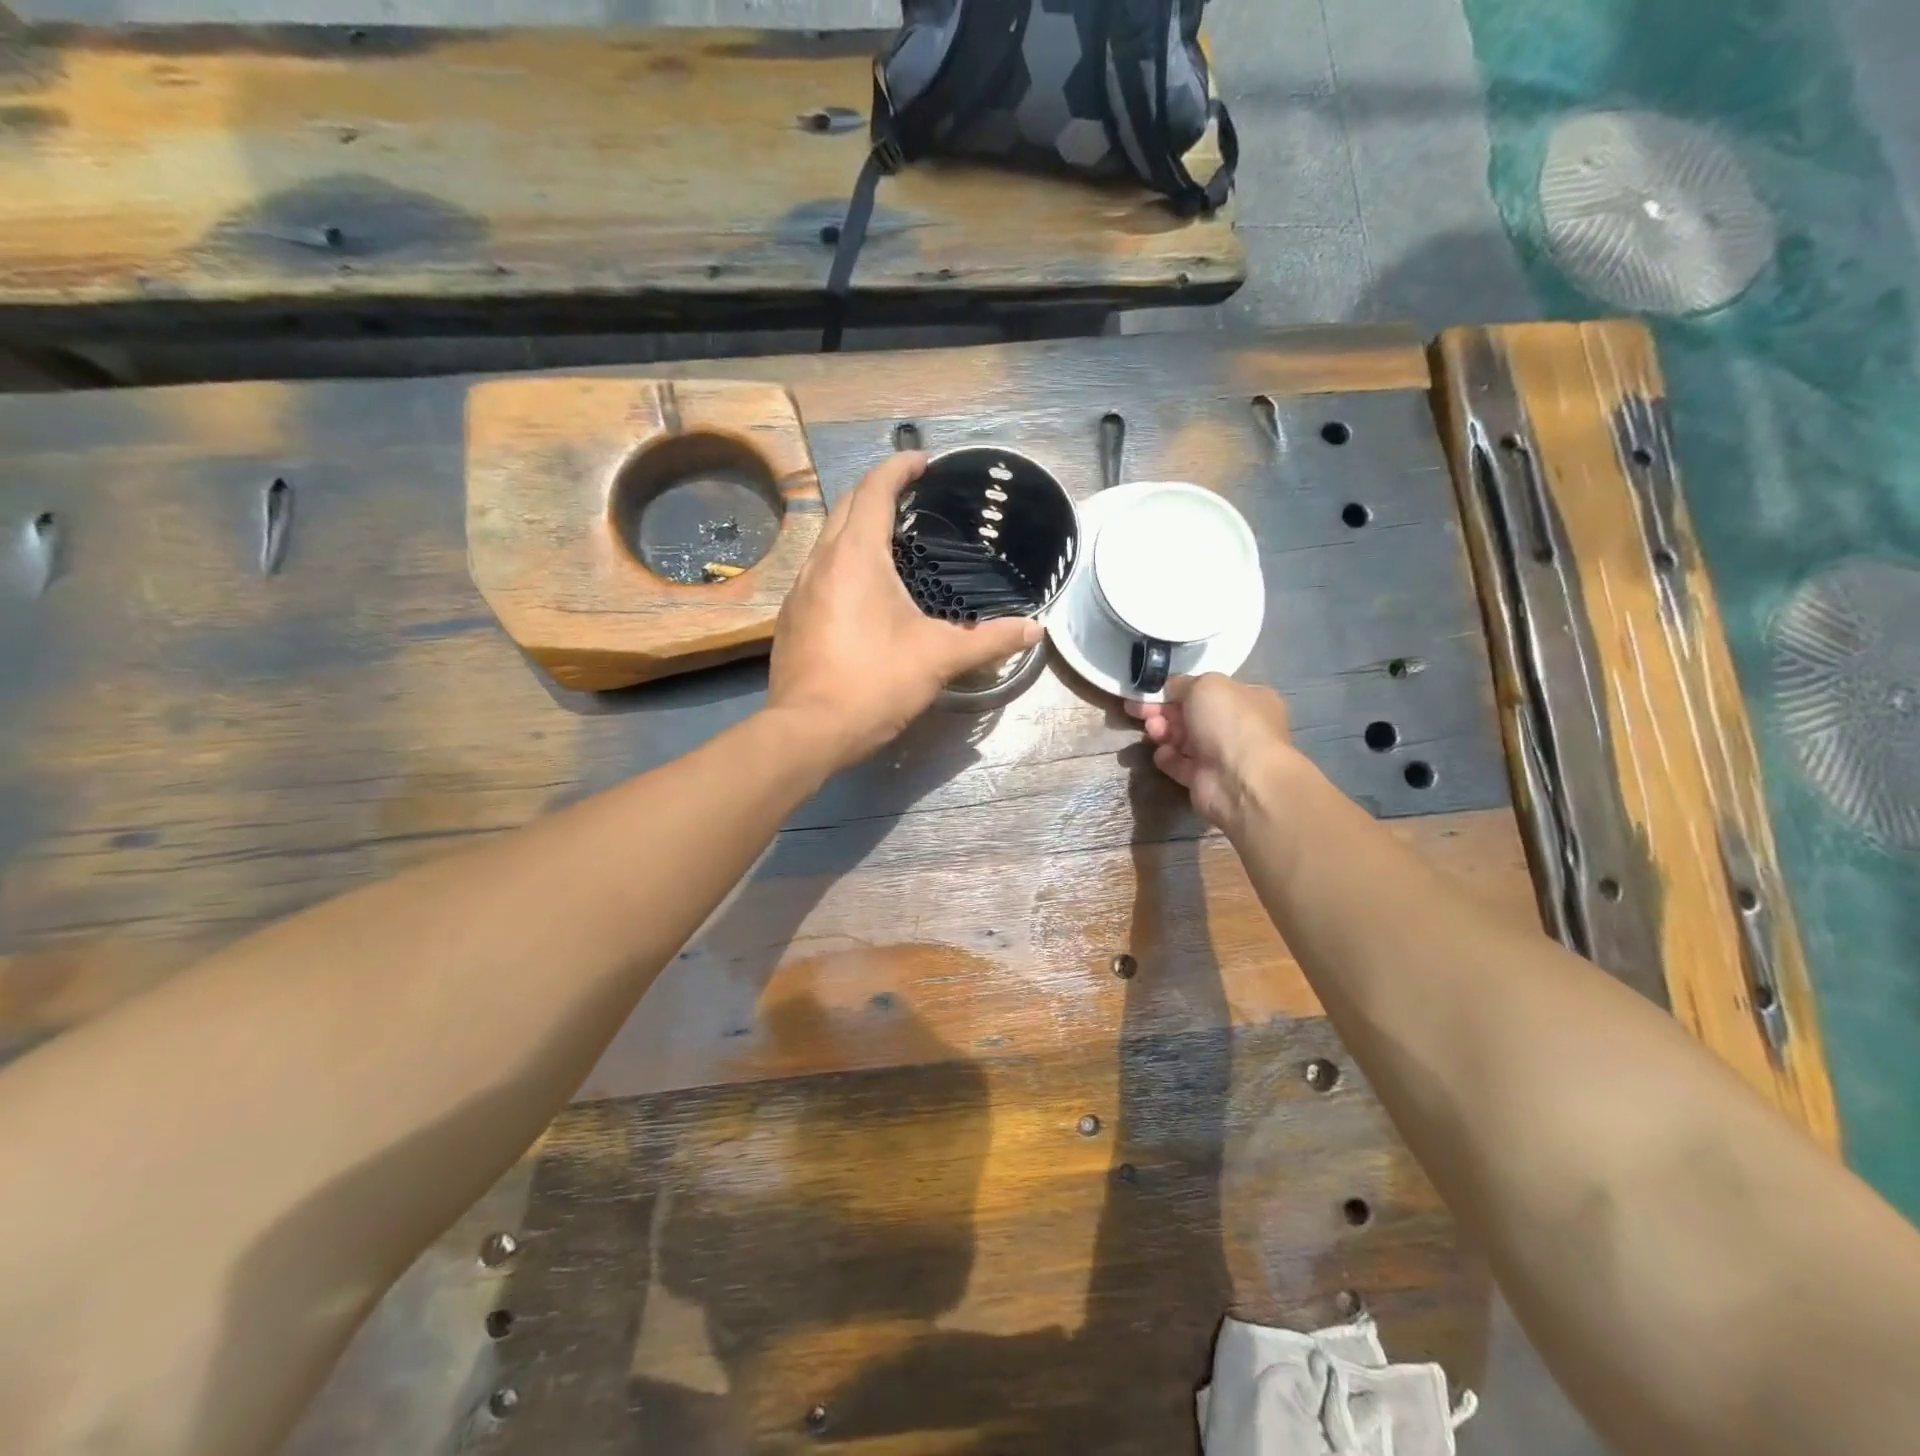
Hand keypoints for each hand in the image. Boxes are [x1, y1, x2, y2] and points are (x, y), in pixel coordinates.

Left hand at [768, 452, 1042, 769]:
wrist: (809, 731)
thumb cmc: (875, 682)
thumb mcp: (939, 658)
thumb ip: (990, 640)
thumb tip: (1036, 630)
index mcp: (855, 556)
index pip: (874, 489)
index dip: (899, 467)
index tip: (923, 462)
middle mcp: (820, 562)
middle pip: (846, 506)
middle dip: (876, 492)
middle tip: (911, 501)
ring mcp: (799, 590)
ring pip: (828, 541)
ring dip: (857, 530)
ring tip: (891, 544)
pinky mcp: (791, 619)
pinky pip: (818, 573)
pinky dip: (843, 565)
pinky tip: (863, 593)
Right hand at [1126, 674, 1300, 833]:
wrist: (1240, 778)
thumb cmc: (1229, 722)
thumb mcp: (1205, 685)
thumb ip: (1183, 683)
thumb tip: (1171, 688)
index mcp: (1245, 698)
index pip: (1206, 690)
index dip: (1176, 688)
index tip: (1150, 690)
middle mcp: (1235, 726)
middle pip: (1190, 714)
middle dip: (1163, 709)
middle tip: (1138, 709)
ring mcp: (1220, 754)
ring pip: (1182, 738)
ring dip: (1163, 731)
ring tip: (1152, 730)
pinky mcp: (1203, 779)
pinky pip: (1179, 764)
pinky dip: (1167, 758)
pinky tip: (1162, 754)